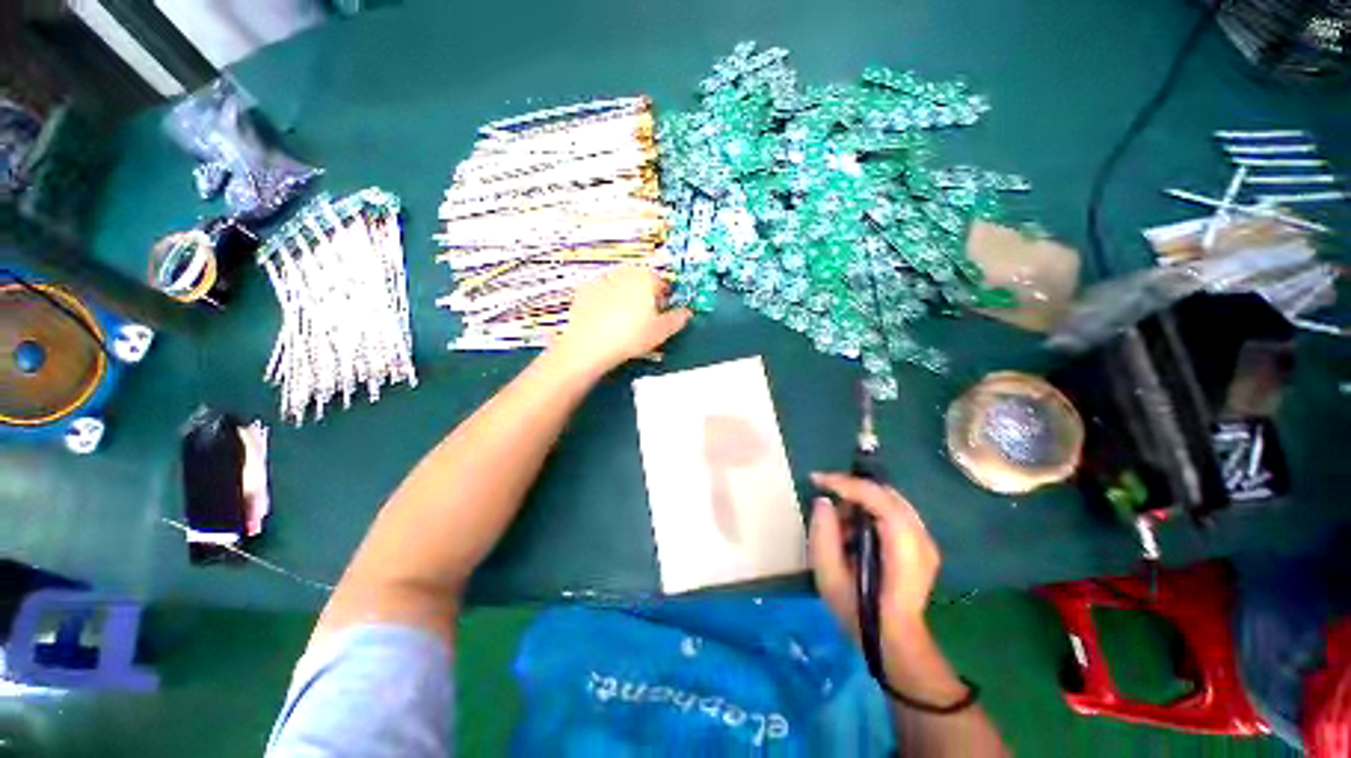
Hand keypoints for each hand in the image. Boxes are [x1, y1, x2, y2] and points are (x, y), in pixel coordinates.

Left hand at [550, 266, 691, 374]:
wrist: (589, 345)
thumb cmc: (629, 337)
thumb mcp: (661, 332)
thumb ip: (677, 319)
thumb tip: (686, 314)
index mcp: (645, 279)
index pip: (662, 282)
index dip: (664, 298)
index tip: (662, 313)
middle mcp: (624, 274)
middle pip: (640, 281)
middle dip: (645, 296)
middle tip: (645, 319)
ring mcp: (602, 280)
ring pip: (620, 286)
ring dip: (625, 298)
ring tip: (624, 322)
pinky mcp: (585, 291)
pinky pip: (601, 294)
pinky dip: (605, 303)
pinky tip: (606, 321)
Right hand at [809, 472, 939, 648]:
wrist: (894, 643)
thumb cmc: (858, 613)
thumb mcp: (828, 576)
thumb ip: (822, 534)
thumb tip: (824, 502)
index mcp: (902, 549)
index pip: (878, 499)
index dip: (846, 483)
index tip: (817, 480)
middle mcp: (921, 539)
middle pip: (886, 494)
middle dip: (852, 490)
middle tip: (828, 504)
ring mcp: (926, 542)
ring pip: (890, 500)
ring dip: (861, 502)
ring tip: (841, 525)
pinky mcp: (923, 545)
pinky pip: (894, 512)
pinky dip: (872, 512)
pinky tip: (856, 532)